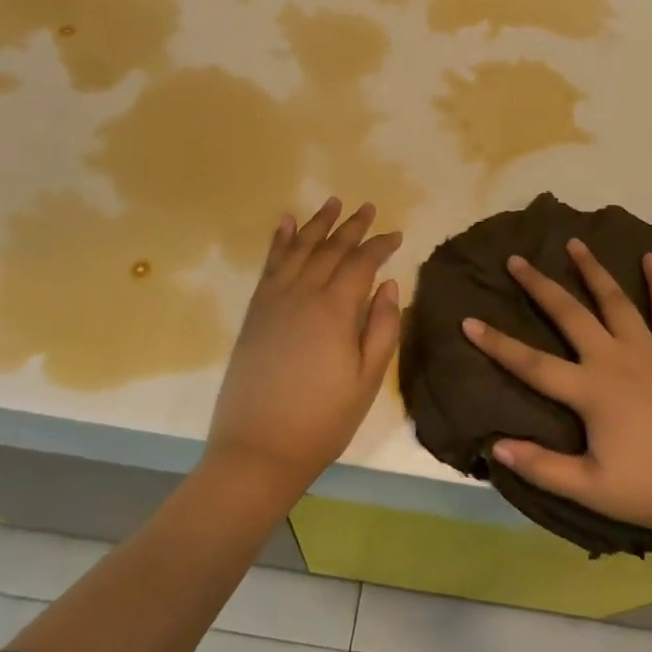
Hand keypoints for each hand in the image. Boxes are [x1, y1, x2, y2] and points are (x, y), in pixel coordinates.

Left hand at [207, 198, 401, 501]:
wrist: (258, 449)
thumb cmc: (323, 419)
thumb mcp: (367, 379)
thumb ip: (382, 327)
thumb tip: (388, 284)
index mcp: (336, 309)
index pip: (362, 262)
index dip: (381, 245)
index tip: (396, 235)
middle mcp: (304, 293)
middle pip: (331, 249)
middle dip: (353, 226)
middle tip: (368, 207)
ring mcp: (275, 300)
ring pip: (300, 249)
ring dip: (317, 224)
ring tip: (332, 202)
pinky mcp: (255, 312)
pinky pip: (269, 265)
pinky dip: (279, 241)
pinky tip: (286, 224)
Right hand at [464, 240, 651, 539]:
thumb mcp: (592, 489)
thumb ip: (543, 466)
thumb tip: (495, 447)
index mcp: (590, 390)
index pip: (531, 363)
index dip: (497, 343)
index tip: (468, 320)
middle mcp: (614, 357)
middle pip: (569, 314)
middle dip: (539, 285)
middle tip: (516, 260)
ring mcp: (649, 348)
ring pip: (614, 299)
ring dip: (592, 269)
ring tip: (573, 243)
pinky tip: (649, 258)